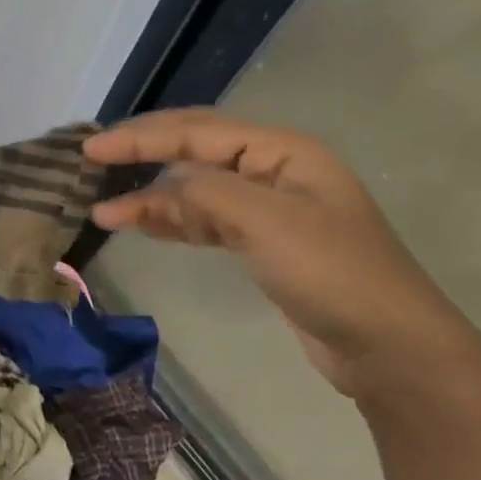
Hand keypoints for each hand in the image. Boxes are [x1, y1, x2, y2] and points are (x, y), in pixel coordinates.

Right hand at [86, 109, 480, 399]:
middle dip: (141, 157)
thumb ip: (206, 191)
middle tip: (91, 162)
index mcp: (281, 151)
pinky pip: (203, 221)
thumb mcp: (267, 222)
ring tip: (103, 213)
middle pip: (193, 152)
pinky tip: (139, 226)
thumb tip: (160, 184)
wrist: (389, 348)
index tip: (92, 148)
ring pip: (193, 191)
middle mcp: (272, 171)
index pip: (197, 131)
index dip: (141, 137)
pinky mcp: (260, 245)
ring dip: (150, 200)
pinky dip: (170, 223)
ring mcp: (266, 210)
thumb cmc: (332, 273)